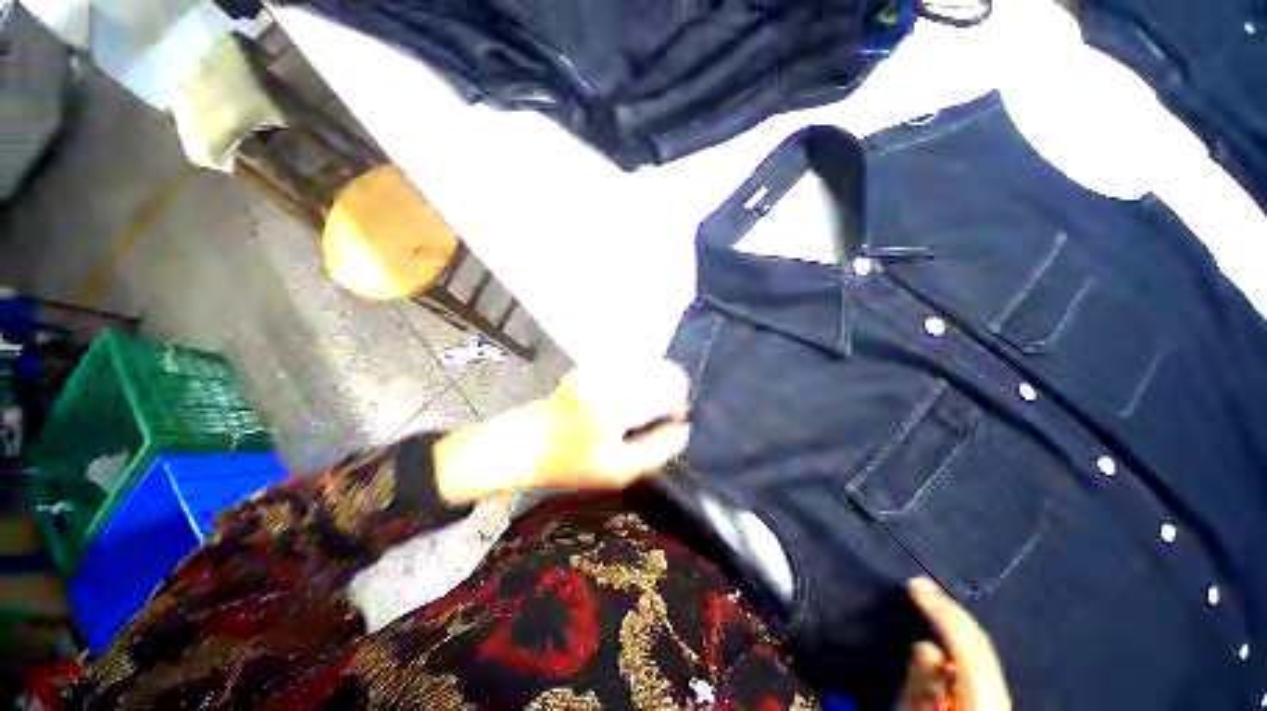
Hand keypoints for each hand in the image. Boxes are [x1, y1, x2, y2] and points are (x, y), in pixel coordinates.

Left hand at [434, 360, 689, 502]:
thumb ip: (657, 450)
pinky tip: (627, 401)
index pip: (670, 385)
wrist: (523, 443)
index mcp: (617, 403)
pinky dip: (639, 380)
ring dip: (655, 384)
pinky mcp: (591, 366)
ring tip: (643, 409)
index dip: (679, 402)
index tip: (673, 421)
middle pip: (663, 369)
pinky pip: (629, 365)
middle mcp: (611, 376)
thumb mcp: (617, 471)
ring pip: (648, 364)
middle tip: (661, 416)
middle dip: (671, 391)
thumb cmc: (569, 464)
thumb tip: (683, 429)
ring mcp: (599, 367)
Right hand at [900, 578, 1011, 710]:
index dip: (942, 612)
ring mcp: (998, 701)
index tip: (914, 586)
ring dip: (955, 627)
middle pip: (980, 648)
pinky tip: (943, 638)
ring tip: (930, 603)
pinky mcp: (992, 702)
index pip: (969, 648)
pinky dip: (960, 645)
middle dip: (950, 613)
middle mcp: (997, 697)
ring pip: (982, 657)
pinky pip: (977, 667)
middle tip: (920, 586)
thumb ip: (922, 687)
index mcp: (983, 700)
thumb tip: (925, 645)